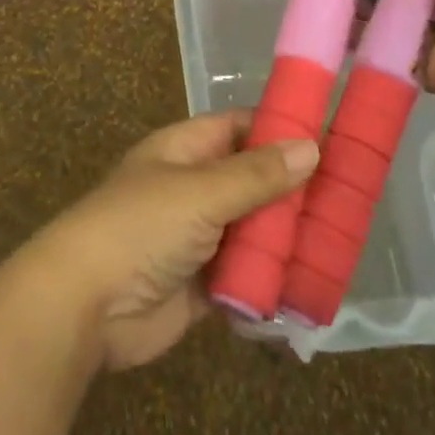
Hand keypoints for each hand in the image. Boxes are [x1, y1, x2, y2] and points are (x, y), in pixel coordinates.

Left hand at [22, 112, 318, 370]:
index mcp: (185, 150)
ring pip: (253, 231)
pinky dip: (272, 282)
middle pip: (252, 181)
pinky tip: (312, 287)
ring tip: (343, 244)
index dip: (280, 130)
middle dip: (293, 192)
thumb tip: (311, 146)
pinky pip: (246, 277)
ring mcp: (197, 238)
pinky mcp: (202, 286)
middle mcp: (193, 188)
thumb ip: (256, 175)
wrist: (84, 306)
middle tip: (351, 199)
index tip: (331, 138)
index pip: (240, 128)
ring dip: (287, 240)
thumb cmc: (139, 227)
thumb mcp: (200, 191)